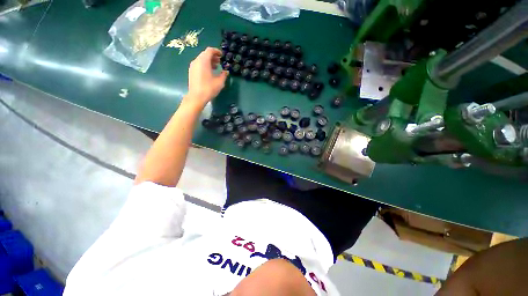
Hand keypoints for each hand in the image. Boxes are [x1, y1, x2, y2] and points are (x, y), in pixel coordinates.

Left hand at [186, 47, 228, 106]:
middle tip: (219, 62)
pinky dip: (204, 65)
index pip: (210, 50)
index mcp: (204, 61)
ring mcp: (193, 66)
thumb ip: (223, 75)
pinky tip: (209, 72)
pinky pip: (199, 64)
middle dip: (213, 56)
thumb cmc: (209, 88)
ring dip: (209, 61)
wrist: (196, 97)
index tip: (222, 55)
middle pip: (205, 54)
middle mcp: (197, 61)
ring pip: (201, 59)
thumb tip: (226, 71)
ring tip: (215, 67)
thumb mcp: (220, 82)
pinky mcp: (191, 71)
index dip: (216, 51)